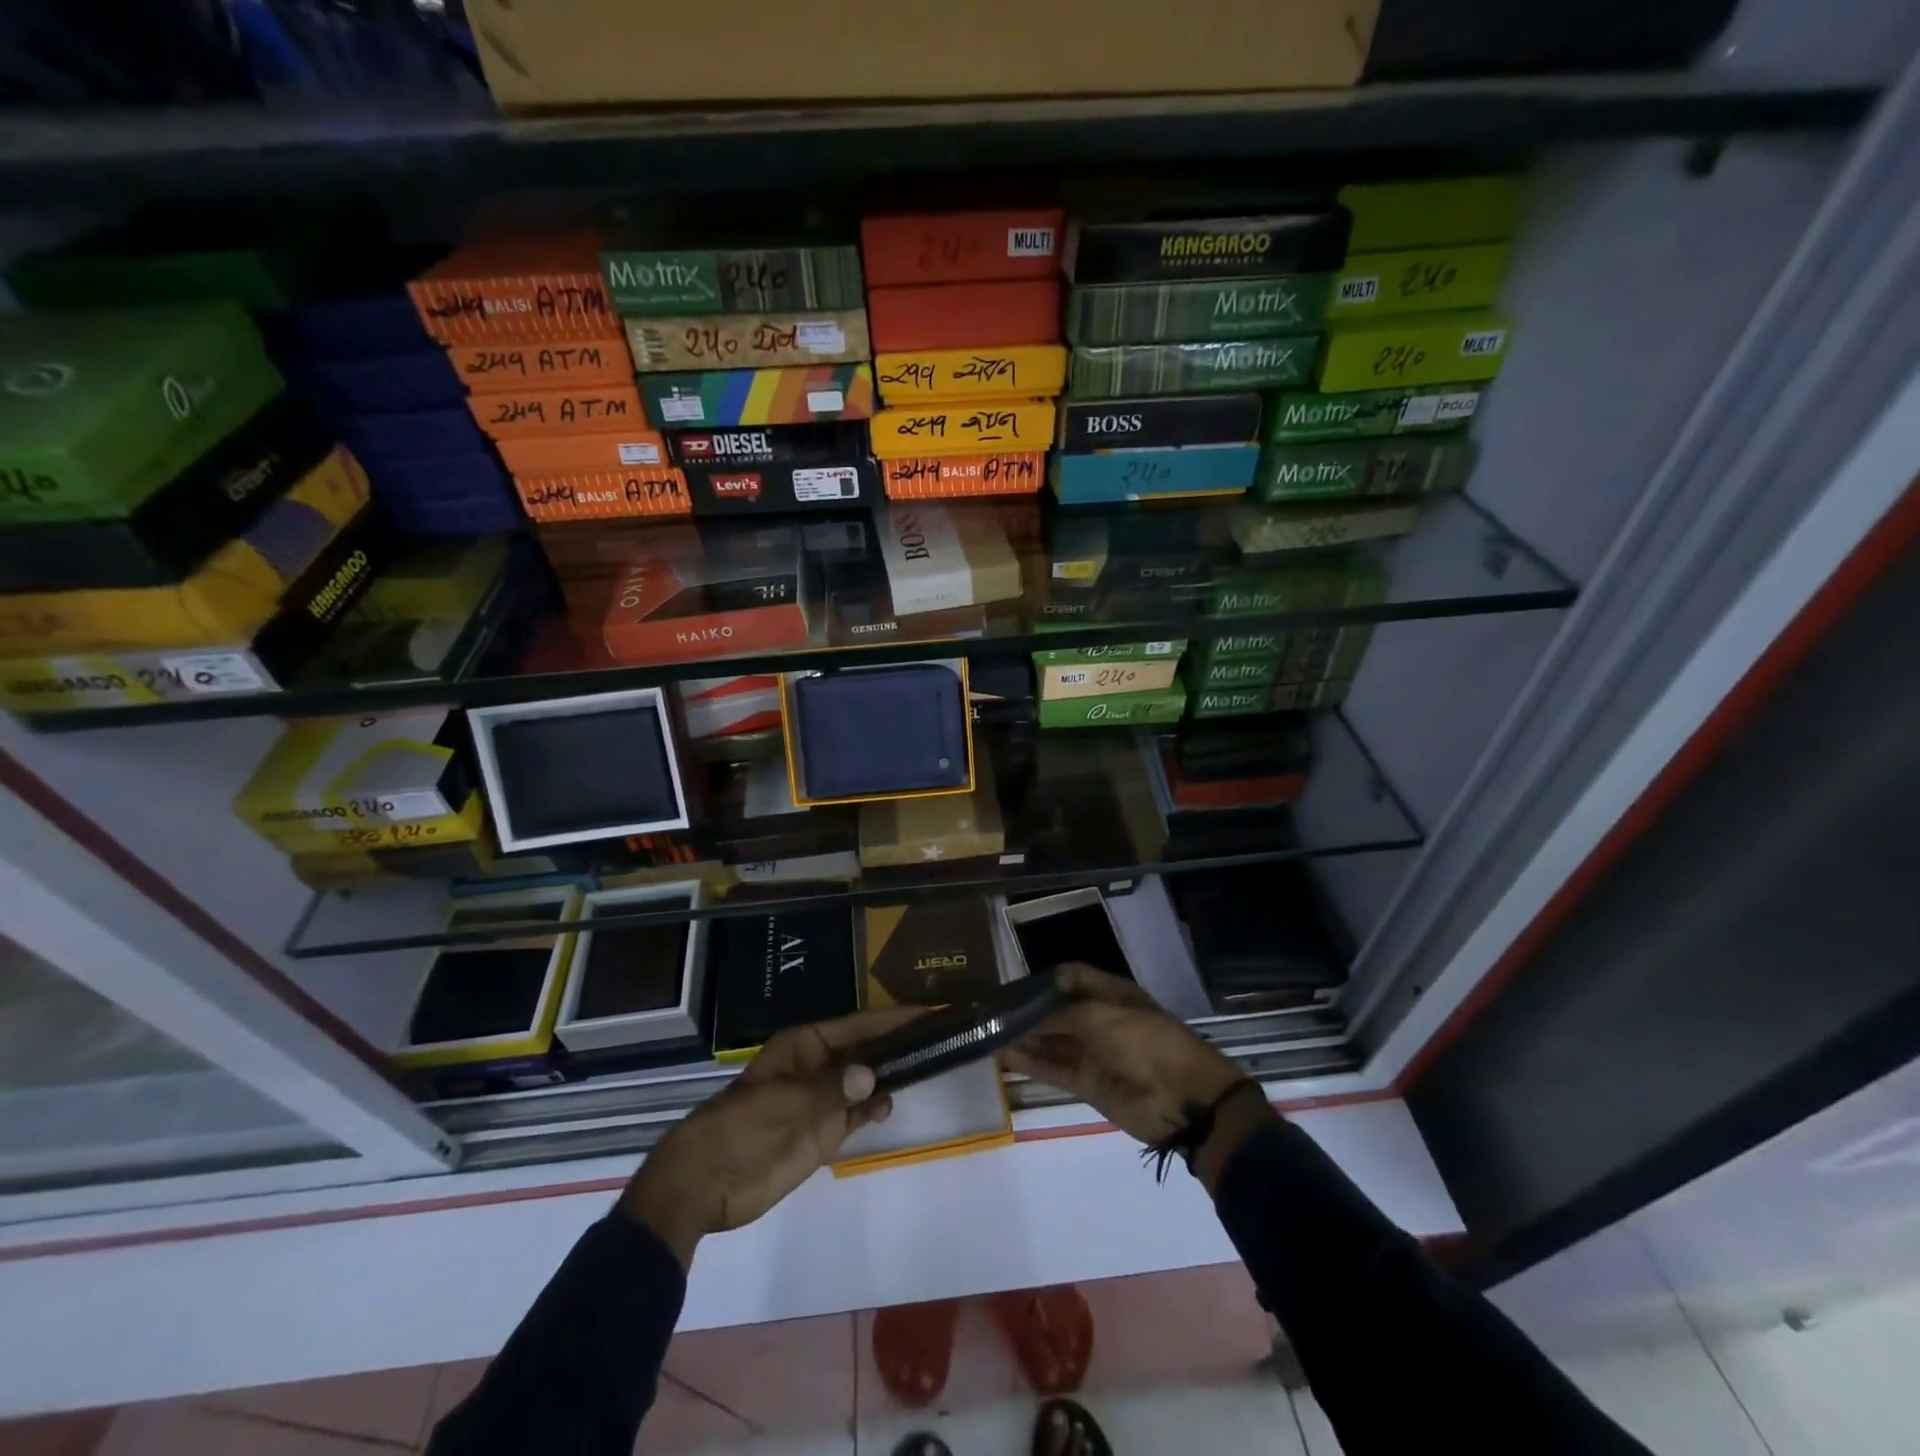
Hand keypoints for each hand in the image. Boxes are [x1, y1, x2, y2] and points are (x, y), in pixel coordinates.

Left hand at [619, 1005, 921, 1267]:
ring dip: (889, 1075)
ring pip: (864, 1082)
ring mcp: (821, 1102)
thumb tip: (874, 1076)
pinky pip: (855, 1115)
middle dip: (896, 1045)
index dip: (890, 1020)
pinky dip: (873, 1109)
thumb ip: (830, 1090)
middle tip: (938, 1038)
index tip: (926, 1012)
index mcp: (804, 1047)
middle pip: (865, 1051)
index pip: (857, 1026)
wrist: (703, 1185)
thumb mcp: (783, 1104)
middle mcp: (818, 1067)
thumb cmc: (739, 1129)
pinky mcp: (821, 1135)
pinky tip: (890, 1104)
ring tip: (927, 1066)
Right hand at [1001, 964, 1272, 1190]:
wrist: (1184, 1099)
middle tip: (988, 1013)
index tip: (1009, 988)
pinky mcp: (1087, 1082)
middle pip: (1055, 1010)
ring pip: (1050, 1040)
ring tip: (987, 1034)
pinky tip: (1003, 1056)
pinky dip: (1029, 1062)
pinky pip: (1053, 1068)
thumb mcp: (1100, 1017)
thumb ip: (1058, 1016)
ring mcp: (1092, 1051)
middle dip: (1025, 1011)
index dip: (1039, 981)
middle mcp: (1098, 1018)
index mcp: (1109, 993)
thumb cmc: (1146, 1042)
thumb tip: (1022, 1020)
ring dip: (1022, 1037)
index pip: (1068, 978)